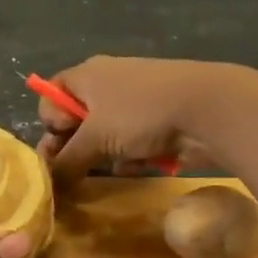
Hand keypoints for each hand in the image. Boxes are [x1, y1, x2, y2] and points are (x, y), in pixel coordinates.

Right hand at [35, 56, 231, 179]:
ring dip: (104, 155)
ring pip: (105, 136)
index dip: (49, 122)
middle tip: (76, 171)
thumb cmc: (140, 114)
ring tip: (114, 165)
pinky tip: (138, 164)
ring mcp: (134, 102)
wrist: (207, 109)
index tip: (61, 142)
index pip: (51, 95)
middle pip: (77, 119)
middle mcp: (107, 83)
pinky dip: (130, 156)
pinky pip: (130, 143)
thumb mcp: (95, 139)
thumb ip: (67, 161)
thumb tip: (50, 183)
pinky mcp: (156, 121)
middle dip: (76, 146)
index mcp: (86, 75)